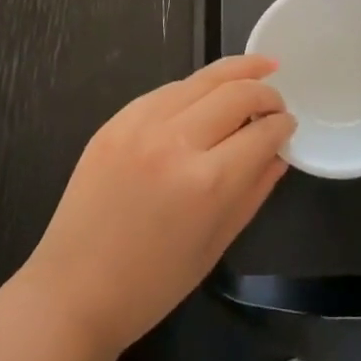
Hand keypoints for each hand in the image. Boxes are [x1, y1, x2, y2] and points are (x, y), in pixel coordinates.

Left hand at [18, 56, 293, 360]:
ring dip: (233, 73)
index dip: (282, 125)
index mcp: (207, 182)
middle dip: (265, 92)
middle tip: (277, 100)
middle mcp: (175, 142)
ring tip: (256, 69)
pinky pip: (165, 91)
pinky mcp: (114, 122)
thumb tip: (278, 153)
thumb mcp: (216, 244)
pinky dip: (193, 89)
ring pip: (200, 80)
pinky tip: (205, 93)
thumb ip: (254, 191)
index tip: (289, 124)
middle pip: (235, 93)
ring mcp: (140, 126)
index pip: (261, 133)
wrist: (72, 291)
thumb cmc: (152, 284)